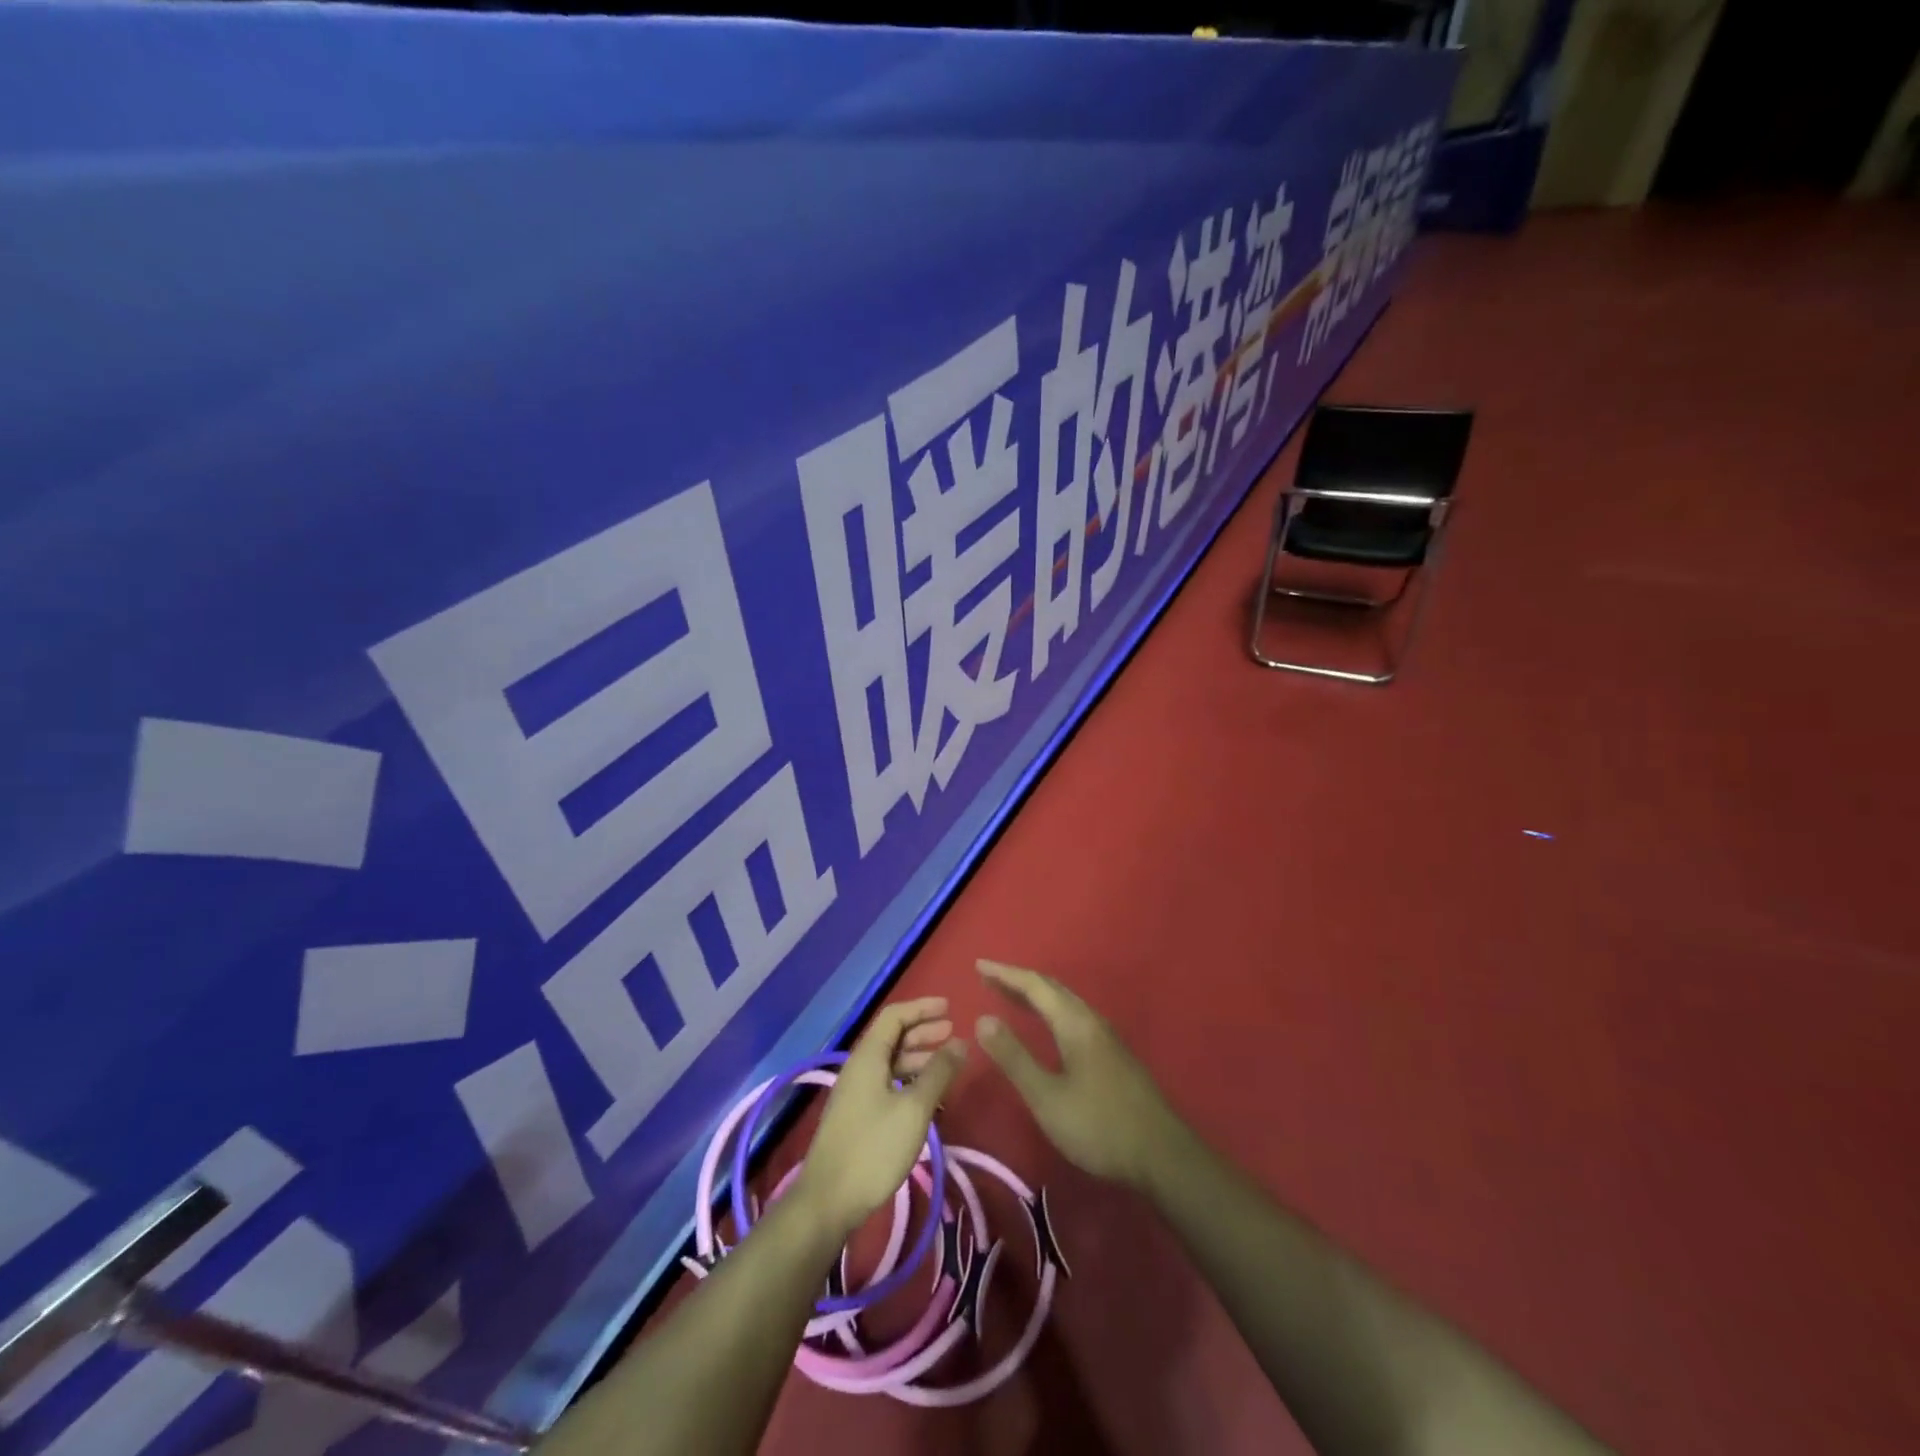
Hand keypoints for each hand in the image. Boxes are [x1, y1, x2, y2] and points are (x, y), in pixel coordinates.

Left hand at [794, 997, 966, 1240]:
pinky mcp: (857, 1115)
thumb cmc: (874, 1147)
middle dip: (923, 1031)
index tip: (950, 1008)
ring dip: (918, 1057)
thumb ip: (939, 1073)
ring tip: (946, 1065)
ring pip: (890, 1062)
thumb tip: (961, 1043)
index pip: (895, 1015)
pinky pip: (886, 1083)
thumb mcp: (914, 1108)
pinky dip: (909, 1080)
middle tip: (953, 1034)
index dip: (922, 1007)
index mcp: (868, 1056)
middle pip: (892, 1037)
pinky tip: (926, 1096)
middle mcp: (859, 1067)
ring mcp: (855, 1092)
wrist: (828, 1201)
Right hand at [975, 960, 1187, 1191]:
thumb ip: (1014, 1058)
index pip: (1034, 985)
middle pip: (1051, 988)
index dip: (1005, 974)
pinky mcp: (1112, 1054)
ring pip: (1065, 1002)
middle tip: (988, 979)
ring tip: (1009, 996)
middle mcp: (1091, 1020)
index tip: (978, 966)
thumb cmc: (1099, 1126)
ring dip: (1035, 994)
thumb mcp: (1047, 1097)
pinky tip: (1045, 1026)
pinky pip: (1073, 1016)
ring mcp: (1105, 1036)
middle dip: (1018, 980)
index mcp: (1074, 1023)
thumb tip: (983, 1020)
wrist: (1162, 1155)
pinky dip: (1049, 1010)